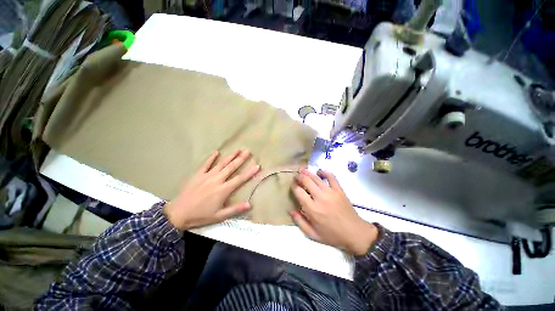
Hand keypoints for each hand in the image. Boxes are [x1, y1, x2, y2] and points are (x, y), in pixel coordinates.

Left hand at [164, 150, 259, 229]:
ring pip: (221, 164)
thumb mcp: (219, 216)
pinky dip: (211, 158)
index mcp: (223, 190)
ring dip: (230, 156)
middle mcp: (217, 180)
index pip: (240, 179)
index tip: (257, 166)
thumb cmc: (201, 215)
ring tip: (237, 150)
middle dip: (241, 159)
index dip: (249, 172)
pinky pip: (206, 164)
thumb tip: (249, 204)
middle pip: (231, 168)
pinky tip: (217, 152)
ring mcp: (207, 176)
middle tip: (248, 151)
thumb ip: (235, 209)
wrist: (178, 214)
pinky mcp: (198, 175)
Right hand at [291, 169, 377, 255]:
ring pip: (316, 178)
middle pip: (306, 181)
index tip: (293, 185)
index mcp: (312, 209)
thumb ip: (299, 222)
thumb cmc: (332, 235)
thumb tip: (290, 210)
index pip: (299, 192)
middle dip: (299, 177)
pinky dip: (324, 172)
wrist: (355, 233)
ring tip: (302, 170)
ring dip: (307, 172)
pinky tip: (319, 172)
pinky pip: (331, 177)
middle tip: (296, 176)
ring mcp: (330, 192)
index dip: (294, 186)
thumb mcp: (313, 234)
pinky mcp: (339, 190)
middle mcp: (320, 198)